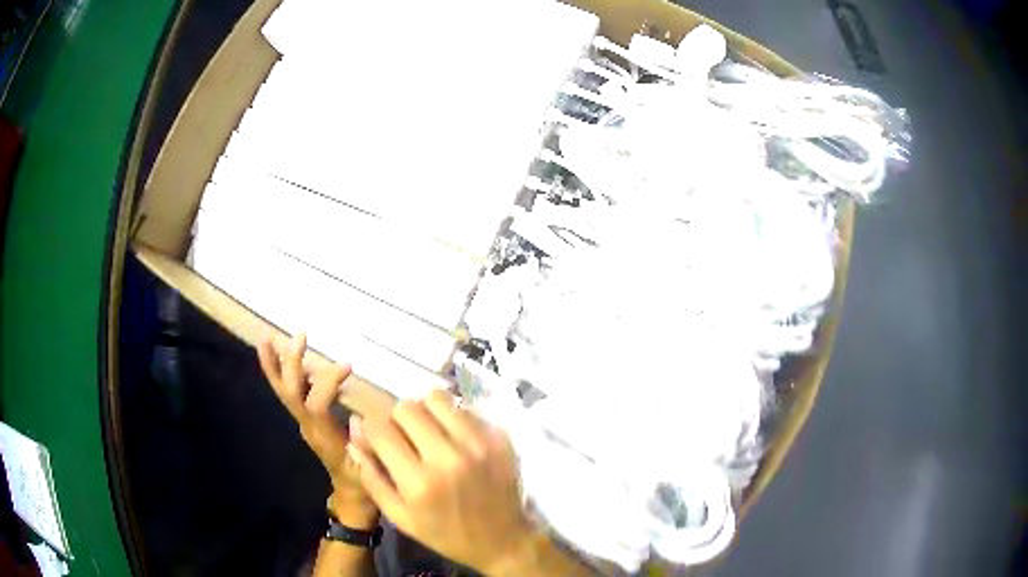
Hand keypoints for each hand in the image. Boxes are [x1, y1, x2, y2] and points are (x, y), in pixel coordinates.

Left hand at [257, 334, 375, 520]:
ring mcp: (304, 423)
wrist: (351, 495)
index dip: (328, 382)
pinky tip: (277, 353)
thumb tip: (360, 420)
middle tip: (300, 337)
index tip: (349, 365)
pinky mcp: (306, 420)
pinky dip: (280, 373)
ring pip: (284, 392)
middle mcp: (308, 427)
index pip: (316, 404)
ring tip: (266, 339)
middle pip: (291, 393)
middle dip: (291, 365)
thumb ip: (366, 450)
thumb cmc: (364, 484)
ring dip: (274, 365)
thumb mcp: (370, 472)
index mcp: (324, 437)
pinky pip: (289, 393)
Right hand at [346, 389, 535, 573]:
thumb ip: (371, 475)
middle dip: (397, 418)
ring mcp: (478, 444)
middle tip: (403, 435)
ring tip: (428, 431)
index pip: (381, 429)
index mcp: (419, 483)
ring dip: (425, 411)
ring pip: (436, 398)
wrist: (504, 541)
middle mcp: (448, 458)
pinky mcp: (499, 438)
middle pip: (406, 407)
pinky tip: (454, 437)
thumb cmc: (446, 534)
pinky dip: (452, 417)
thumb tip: (354, 431)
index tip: (375, 434)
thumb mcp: (400, 517)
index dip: (371, 427)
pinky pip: (465, 409)